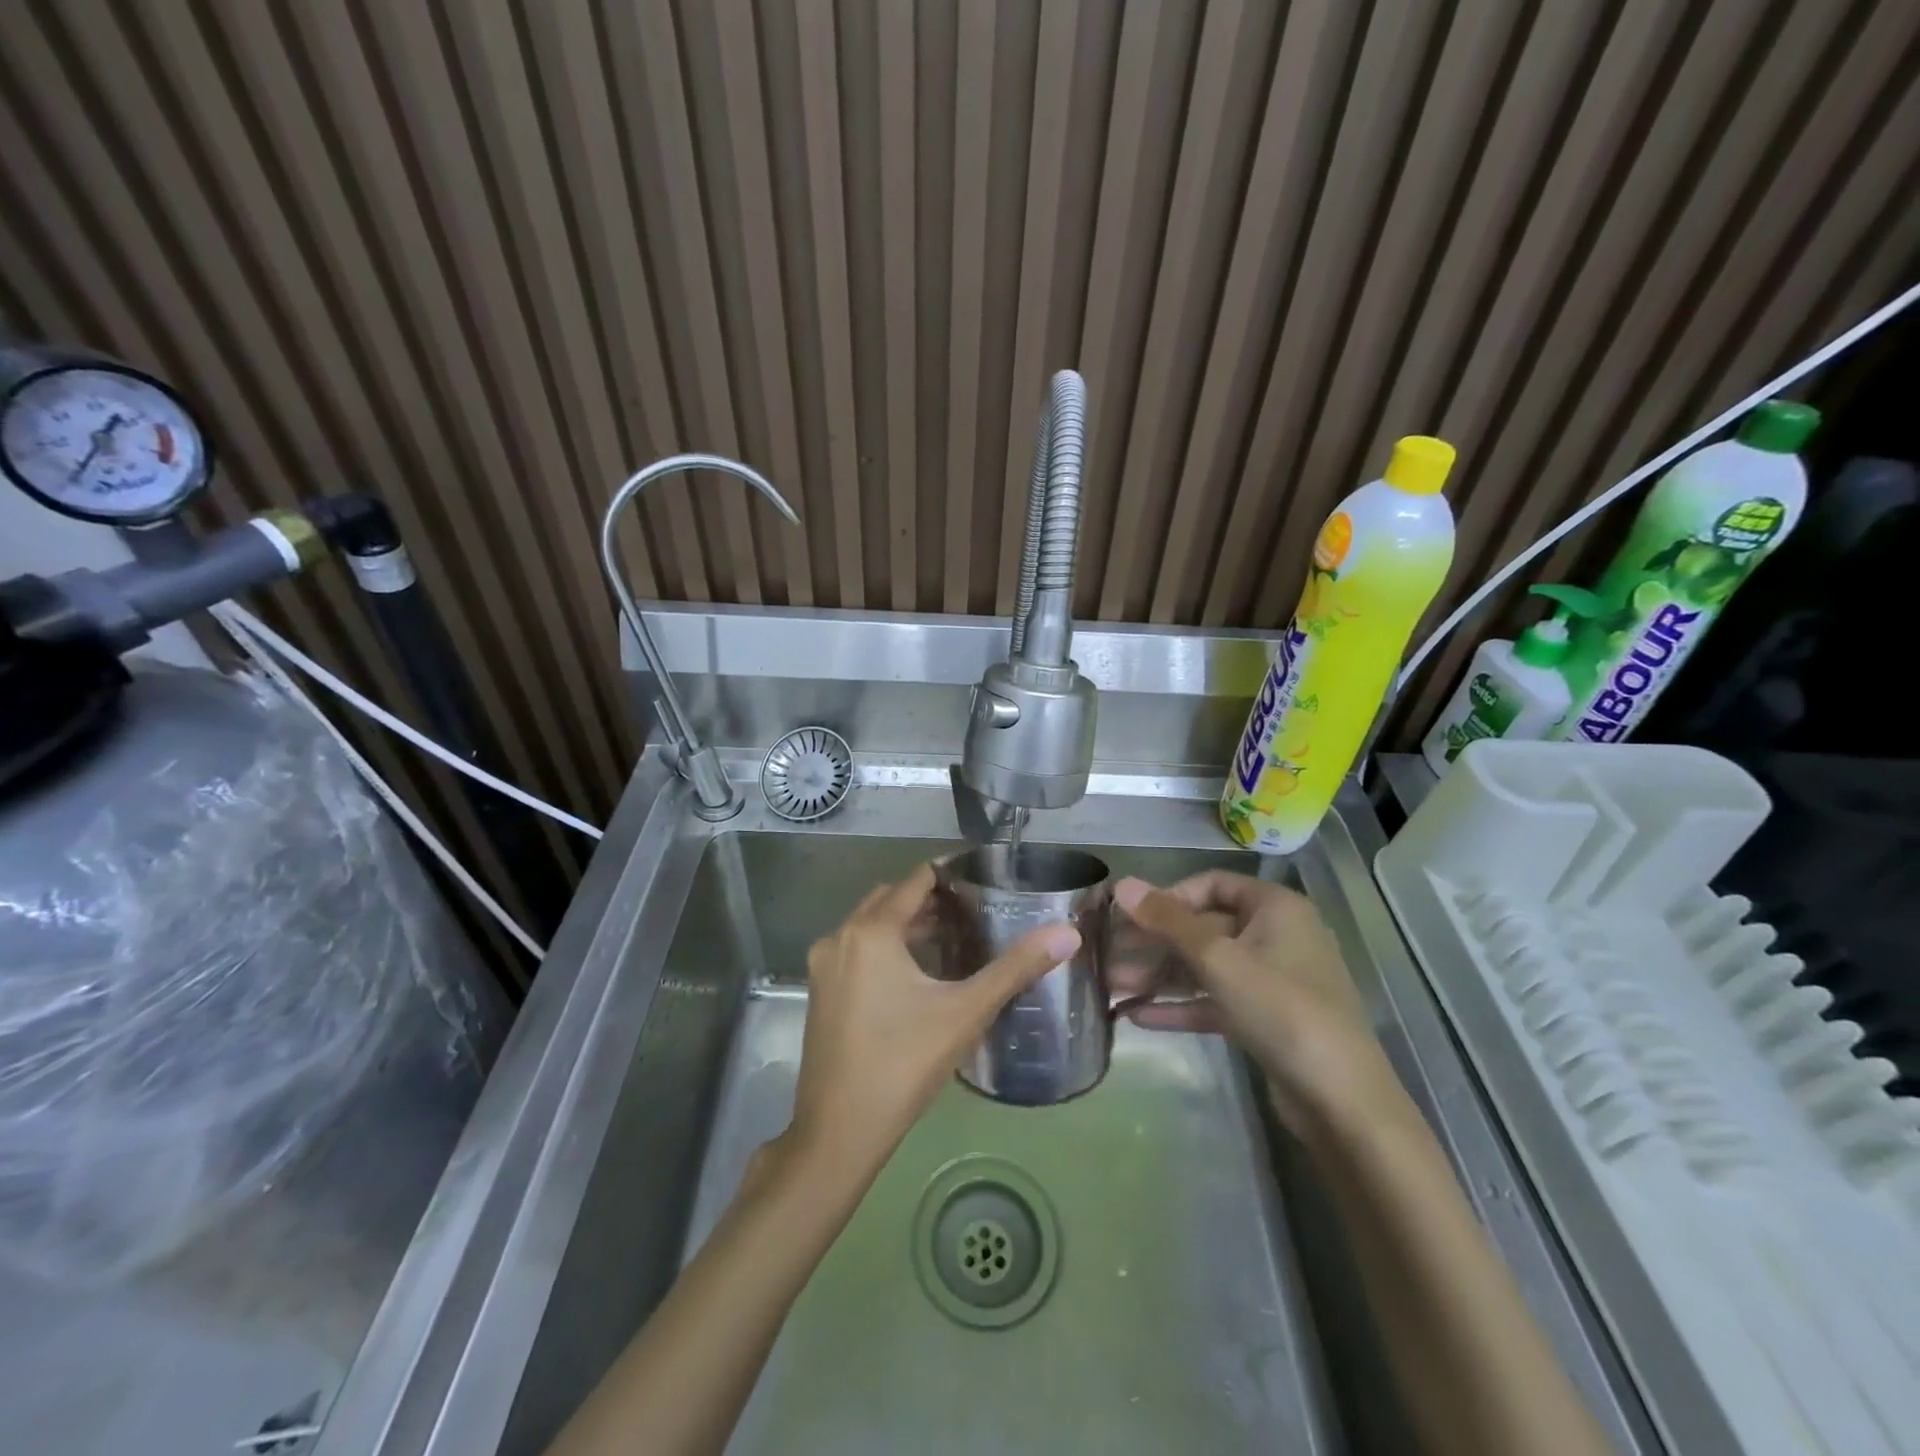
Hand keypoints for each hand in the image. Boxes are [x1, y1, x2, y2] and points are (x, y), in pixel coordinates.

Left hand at [786, 863, 1078, 1179]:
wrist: (838, 1132)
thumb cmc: (903, 1065)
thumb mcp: (965, 1012)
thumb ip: (1015, 968)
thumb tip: (1067, 933)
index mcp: (872, 931)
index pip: (914, 880)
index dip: (948, 874)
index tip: (982, 878)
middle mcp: (841, 936)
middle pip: (890, 899)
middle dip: (928, 899)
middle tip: (973, 909)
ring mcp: (824, 965)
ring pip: (870, 925)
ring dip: (907, 924)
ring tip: (952, 936)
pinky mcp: (821, 990)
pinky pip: (857, 949)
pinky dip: (885, 946)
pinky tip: (917, 973)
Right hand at [1112, 871, 1403, 1133]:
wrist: (1341, 1100)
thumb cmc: (1280, 1009)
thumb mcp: (1218, 959)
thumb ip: (1168, 921)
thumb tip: (1122, 884)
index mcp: (1275, 908)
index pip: (1211, 884)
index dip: (1168, 897)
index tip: (1131, 917)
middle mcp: (1276, 935)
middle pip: (1204, 927)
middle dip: (1155, 943)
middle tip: (1110, 956)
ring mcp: (1272, 980)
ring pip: (1206, 967)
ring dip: (1161, 976)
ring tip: (1113, 989)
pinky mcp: (1266, 1018)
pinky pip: (1216, 1000)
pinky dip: (1181, 1005)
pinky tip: (1138, 1017)